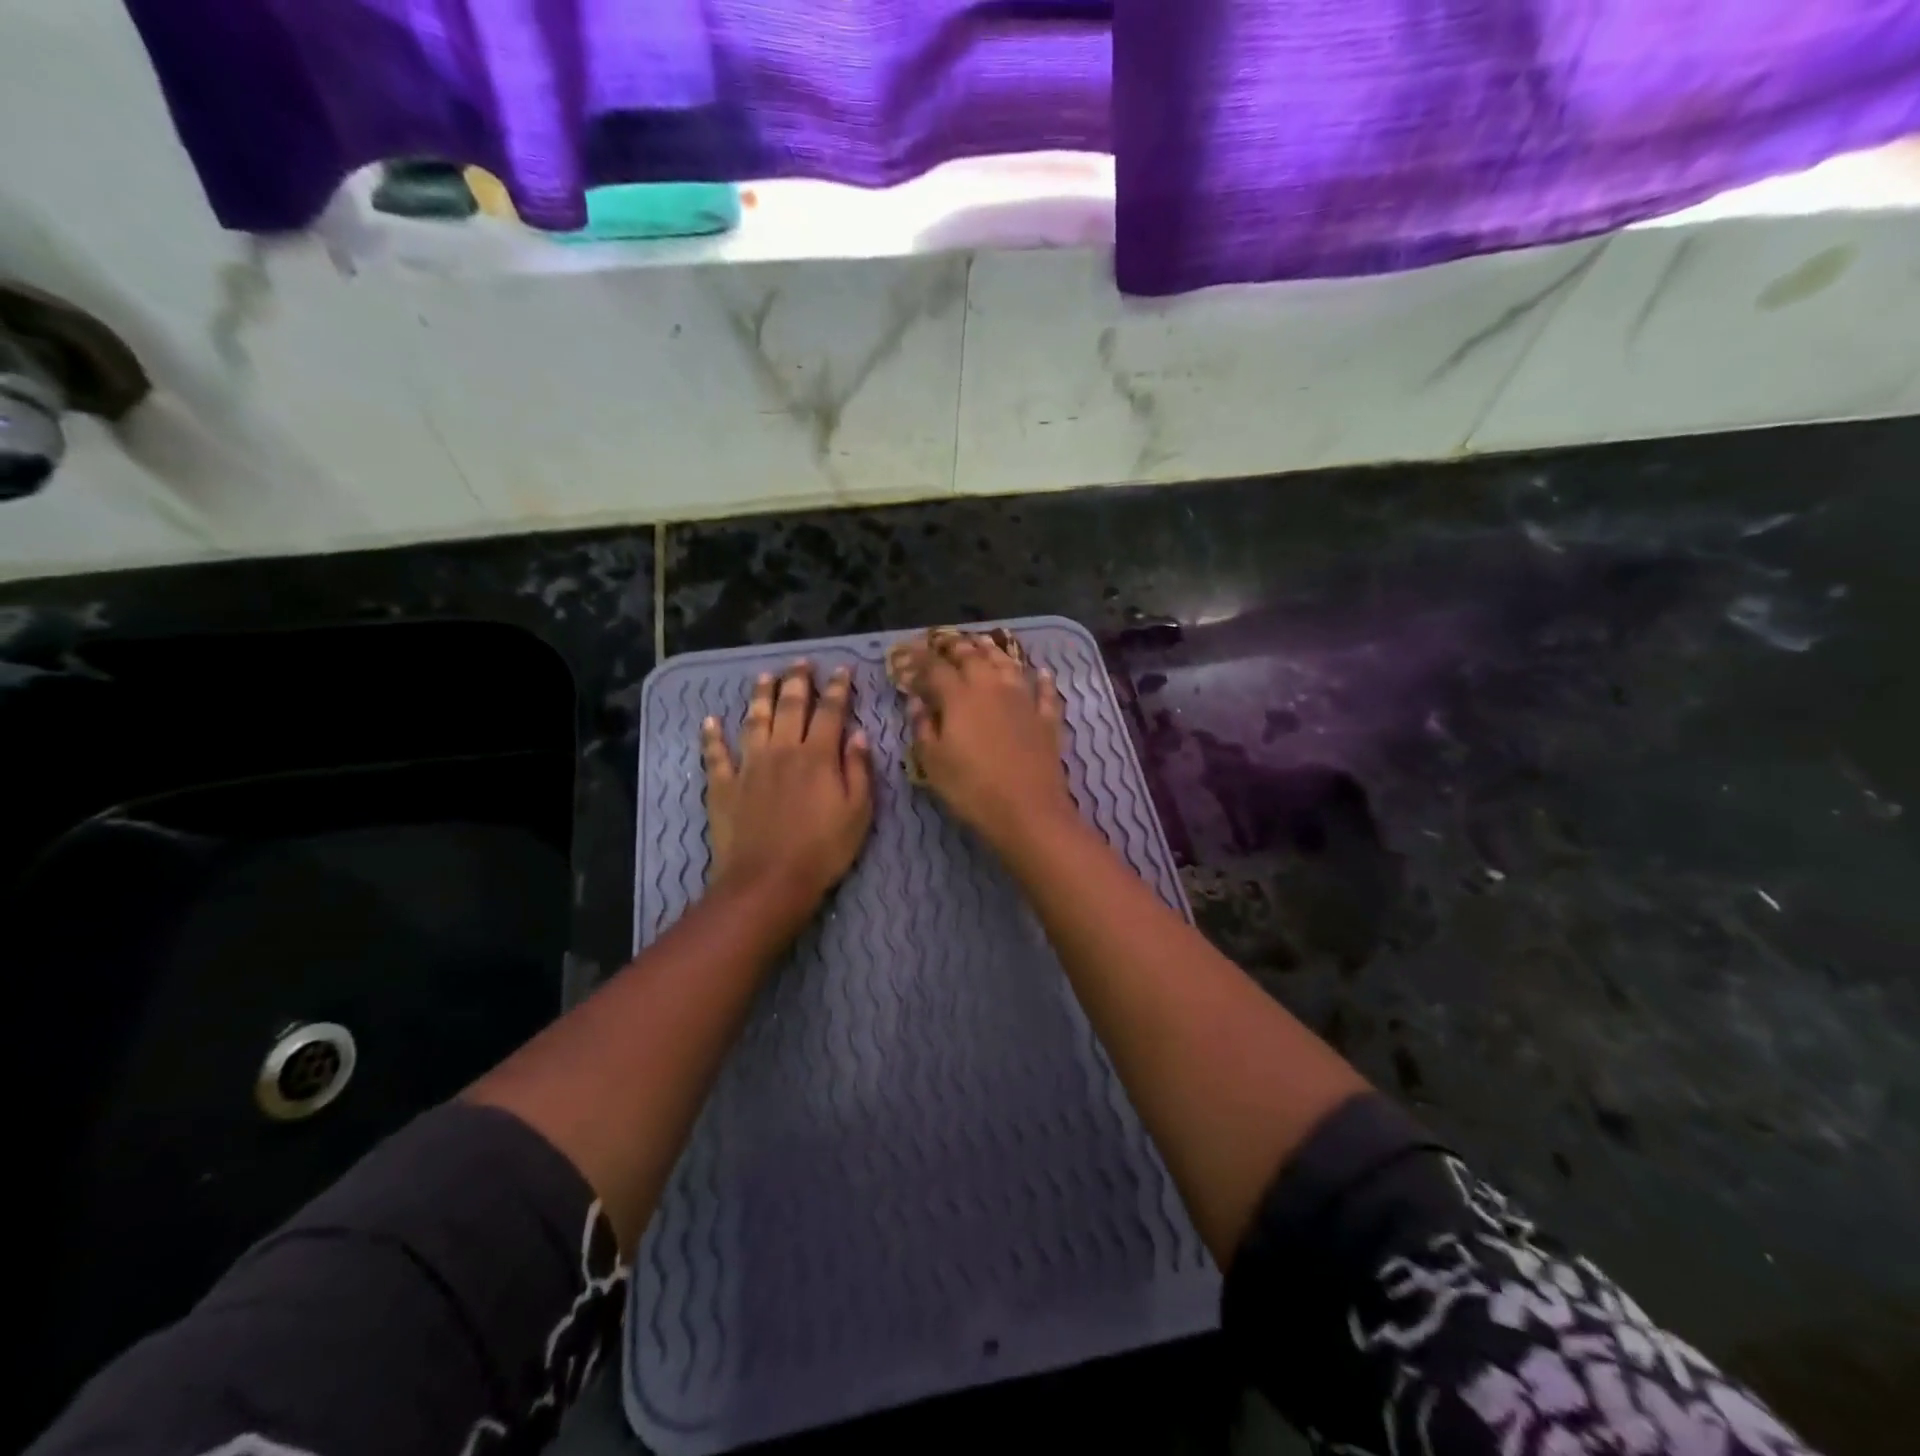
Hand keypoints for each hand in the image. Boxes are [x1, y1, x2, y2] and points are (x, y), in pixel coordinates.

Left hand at [701, 662, 873, 922]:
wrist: (769, 881)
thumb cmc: (823, 850)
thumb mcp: (858, 812)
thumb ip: (858, 769)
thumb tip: (858, 734)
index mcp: (818, 756)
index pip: (830, 711)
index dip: (837, 688)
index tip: (841, 670)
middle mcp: (782, 750)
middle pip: (790, 706)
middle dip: (798, 681)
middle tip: (801, 663)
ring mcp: (749, 766)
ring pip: (754, 720)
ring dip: (760, 695)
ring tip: (764, 676)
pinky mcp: (724, 785)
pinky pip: (715, 754)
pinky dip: (712, 736)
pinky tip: (710, 720)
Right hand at [898, 633, 1073, 850]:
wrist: (1028, 811)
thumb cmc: (972, 789)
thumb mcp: (933, 762)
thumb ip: (923, 727)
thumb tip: (916, 701)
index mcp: (959, 697)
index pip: (935, 668)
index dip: (919, 659)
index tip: (908, 653)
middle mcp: (992, 687)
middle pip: (973, 657)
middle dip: (955, 646)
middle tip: (944, 640)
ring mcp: (1024, 700)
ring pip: (1008, 665)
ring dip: (993, 651)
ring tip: (982, 641)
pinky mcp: (1047, 719)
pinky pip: (1046, 692)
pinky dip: (1043, 679)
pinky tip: (1042, 671)